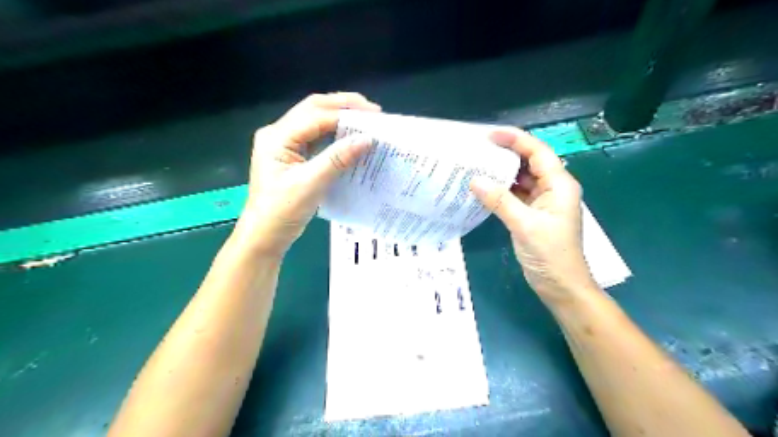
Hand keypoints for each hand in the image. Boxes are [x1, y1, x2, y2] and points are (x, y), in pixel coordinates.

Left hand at [233, 93, 382, 255]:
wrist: (265, 236)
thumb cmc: (282, 211)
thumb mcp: (310, 184)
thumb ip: (337, 159)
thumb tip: (367, 139)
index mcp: (277, 137)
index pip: (316, 116)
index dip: (346, 114)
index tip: (374, 118)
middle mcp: (279, 134)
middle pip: (314, 109)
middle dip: (344, 107)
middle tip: (373, 112)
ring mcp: (285, 144)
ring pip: (316, 121)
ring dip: (340, 118)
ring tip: (366, 121)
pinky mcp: (292, 156)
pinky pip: (316, 137)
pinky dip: (335, 134)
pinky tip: (350, 137)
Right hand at [468, 128, 597, 300]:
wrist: (561, 286)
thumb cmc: (550, 255)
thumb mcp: (524, 225)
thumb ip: (499, 201)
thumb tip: (474, 180)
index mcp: (559, 185)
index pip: (537, 152)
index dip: (515, 139)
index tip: (489, 135)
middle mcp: (553, 188)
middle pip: (529, 162)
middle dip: (506, 153)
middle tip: (478, 149)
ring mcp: (543, 202)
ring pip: (522, 179)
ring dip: (502, 172)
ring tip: (477, 165)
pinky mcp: (533, 214)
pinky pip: (517, 194)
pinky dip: (502, 190)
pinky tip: (484, 188)